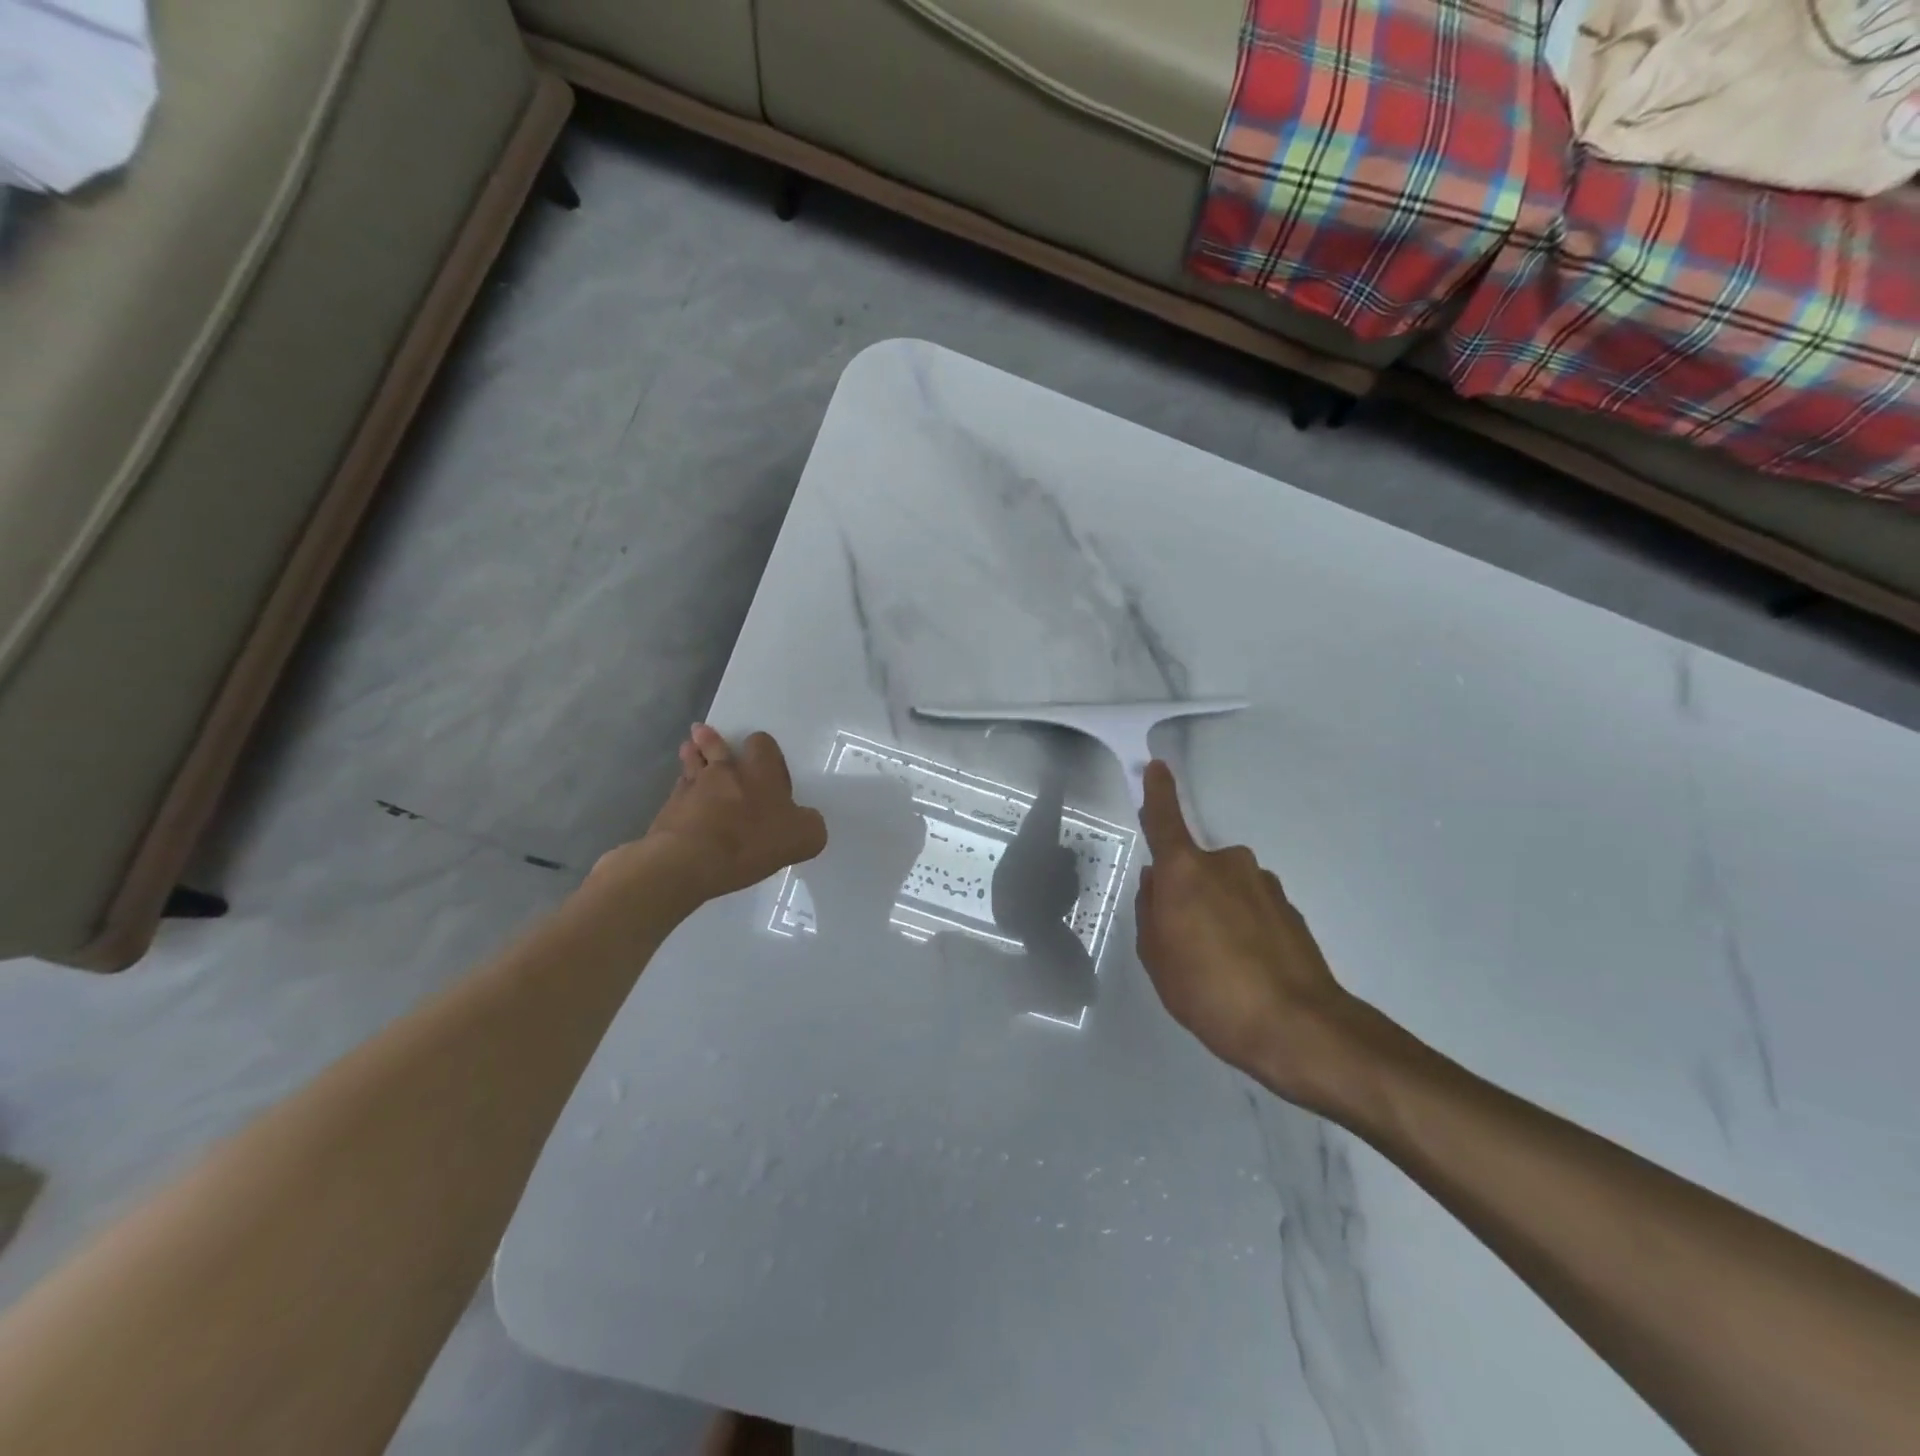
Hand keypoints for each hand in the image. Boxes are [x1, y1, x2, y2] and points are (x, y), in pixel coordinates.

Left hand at [592, 725, 826, 903]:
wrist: (689, 861)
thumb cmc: (751, 842)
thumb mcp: (803, 838)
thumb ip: (810, 824)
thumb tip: (806, 819)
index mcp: (760, 772)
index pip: (761, 743)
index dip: (763, 748)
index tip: (763, 760)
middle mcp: (725, 771)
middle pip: (715, 745)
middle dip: (711, 740)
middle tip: (706, 735)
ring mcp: (691, 788)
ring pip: (690, 762)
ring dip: (691, 757)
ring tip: (690, 752)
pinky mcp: (668, 809)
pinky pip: (676, 792)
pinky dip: (680, 793)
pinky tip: (681, 800)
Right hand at [1134, 760, 1370, 1113]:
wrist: (1297, 1027)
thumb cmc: (1208, 990)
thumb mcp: (1157, 958)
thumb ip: (1150, 912)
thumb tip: (1157, 883)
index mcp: (1186, 871)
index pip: (1166, 821)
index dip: (1159, 793)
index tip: (1157, 767)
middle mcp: (1227, 865)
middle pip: (1196, 868)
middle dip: (1187, 893)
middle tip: (1183, 941)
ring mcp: (1264, 885)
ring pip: (1226, 890)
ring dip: (1218, 913)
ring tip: (1219, 966)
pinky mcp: (1290, 910)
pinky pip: (1252, 909)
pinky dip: (1244, 930)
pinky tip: (1248, 970)